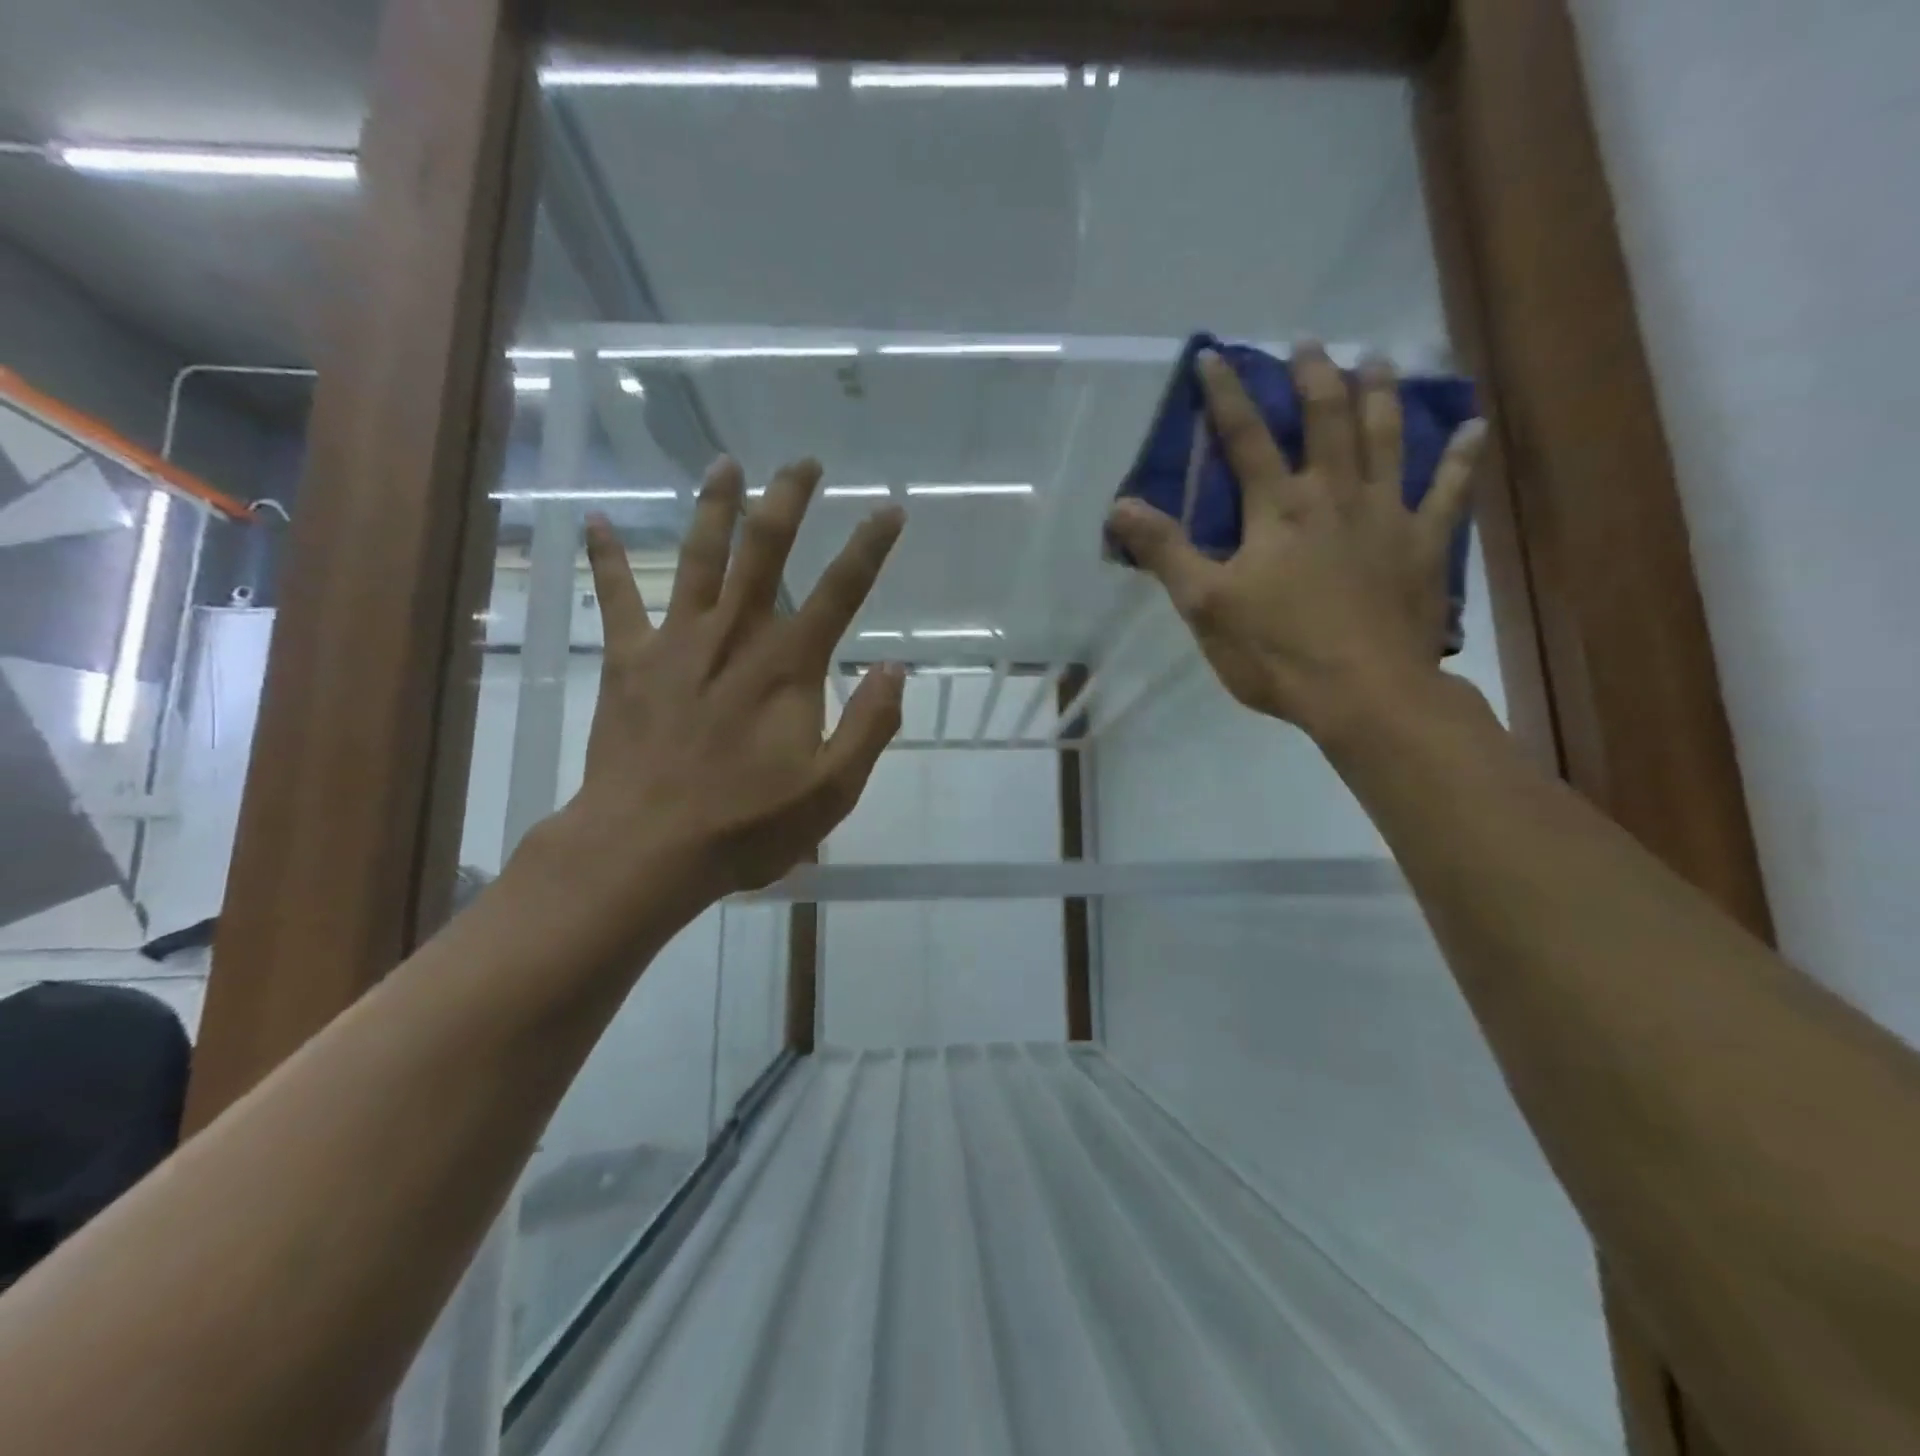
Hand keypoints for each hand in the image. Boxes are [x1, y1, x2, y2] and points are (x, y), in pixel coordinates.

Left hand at [544, 456, 905, 919]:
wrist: (646, 847)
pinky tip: (593, 520)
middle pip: (764, 552)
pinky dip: (605, 559)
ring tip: (725, 463)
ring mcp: (677, 642)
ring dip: (714, 507)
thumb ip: (869, 727)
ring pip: (699, 558)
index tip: (888, 509)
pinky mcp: (629, 661)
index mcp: (788, 667)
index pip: (839, 593)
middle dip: (787, 501)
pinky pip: (615, 599)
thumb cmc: (745, 825)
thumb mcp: (831, 791)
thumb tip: (894, 670)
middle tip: (803, 462)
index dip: (869, 548)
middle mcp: (735, 637)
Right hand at [1106, 345, 1484, 742]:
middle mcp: (1334, 496)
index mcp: (1277, 509)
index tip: (1214, 355)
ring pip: (1386, 439)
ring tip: (1377, 358)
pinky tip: (1474, 427)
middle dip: (1313, 377)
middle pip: (1326, 421)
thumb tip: (1121, 506)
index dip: (1226, 396)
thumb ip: (1166, 551)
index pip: (1246, 438)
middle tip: (1308, 342)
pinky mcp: (1423, 546)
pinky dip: (1462, 458)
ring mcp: (1387, 516)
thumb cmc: (1276, 651)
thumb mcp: (1205, 606)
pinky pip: (1449, 491)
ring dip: (1380, 394)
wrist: (1364, 694)